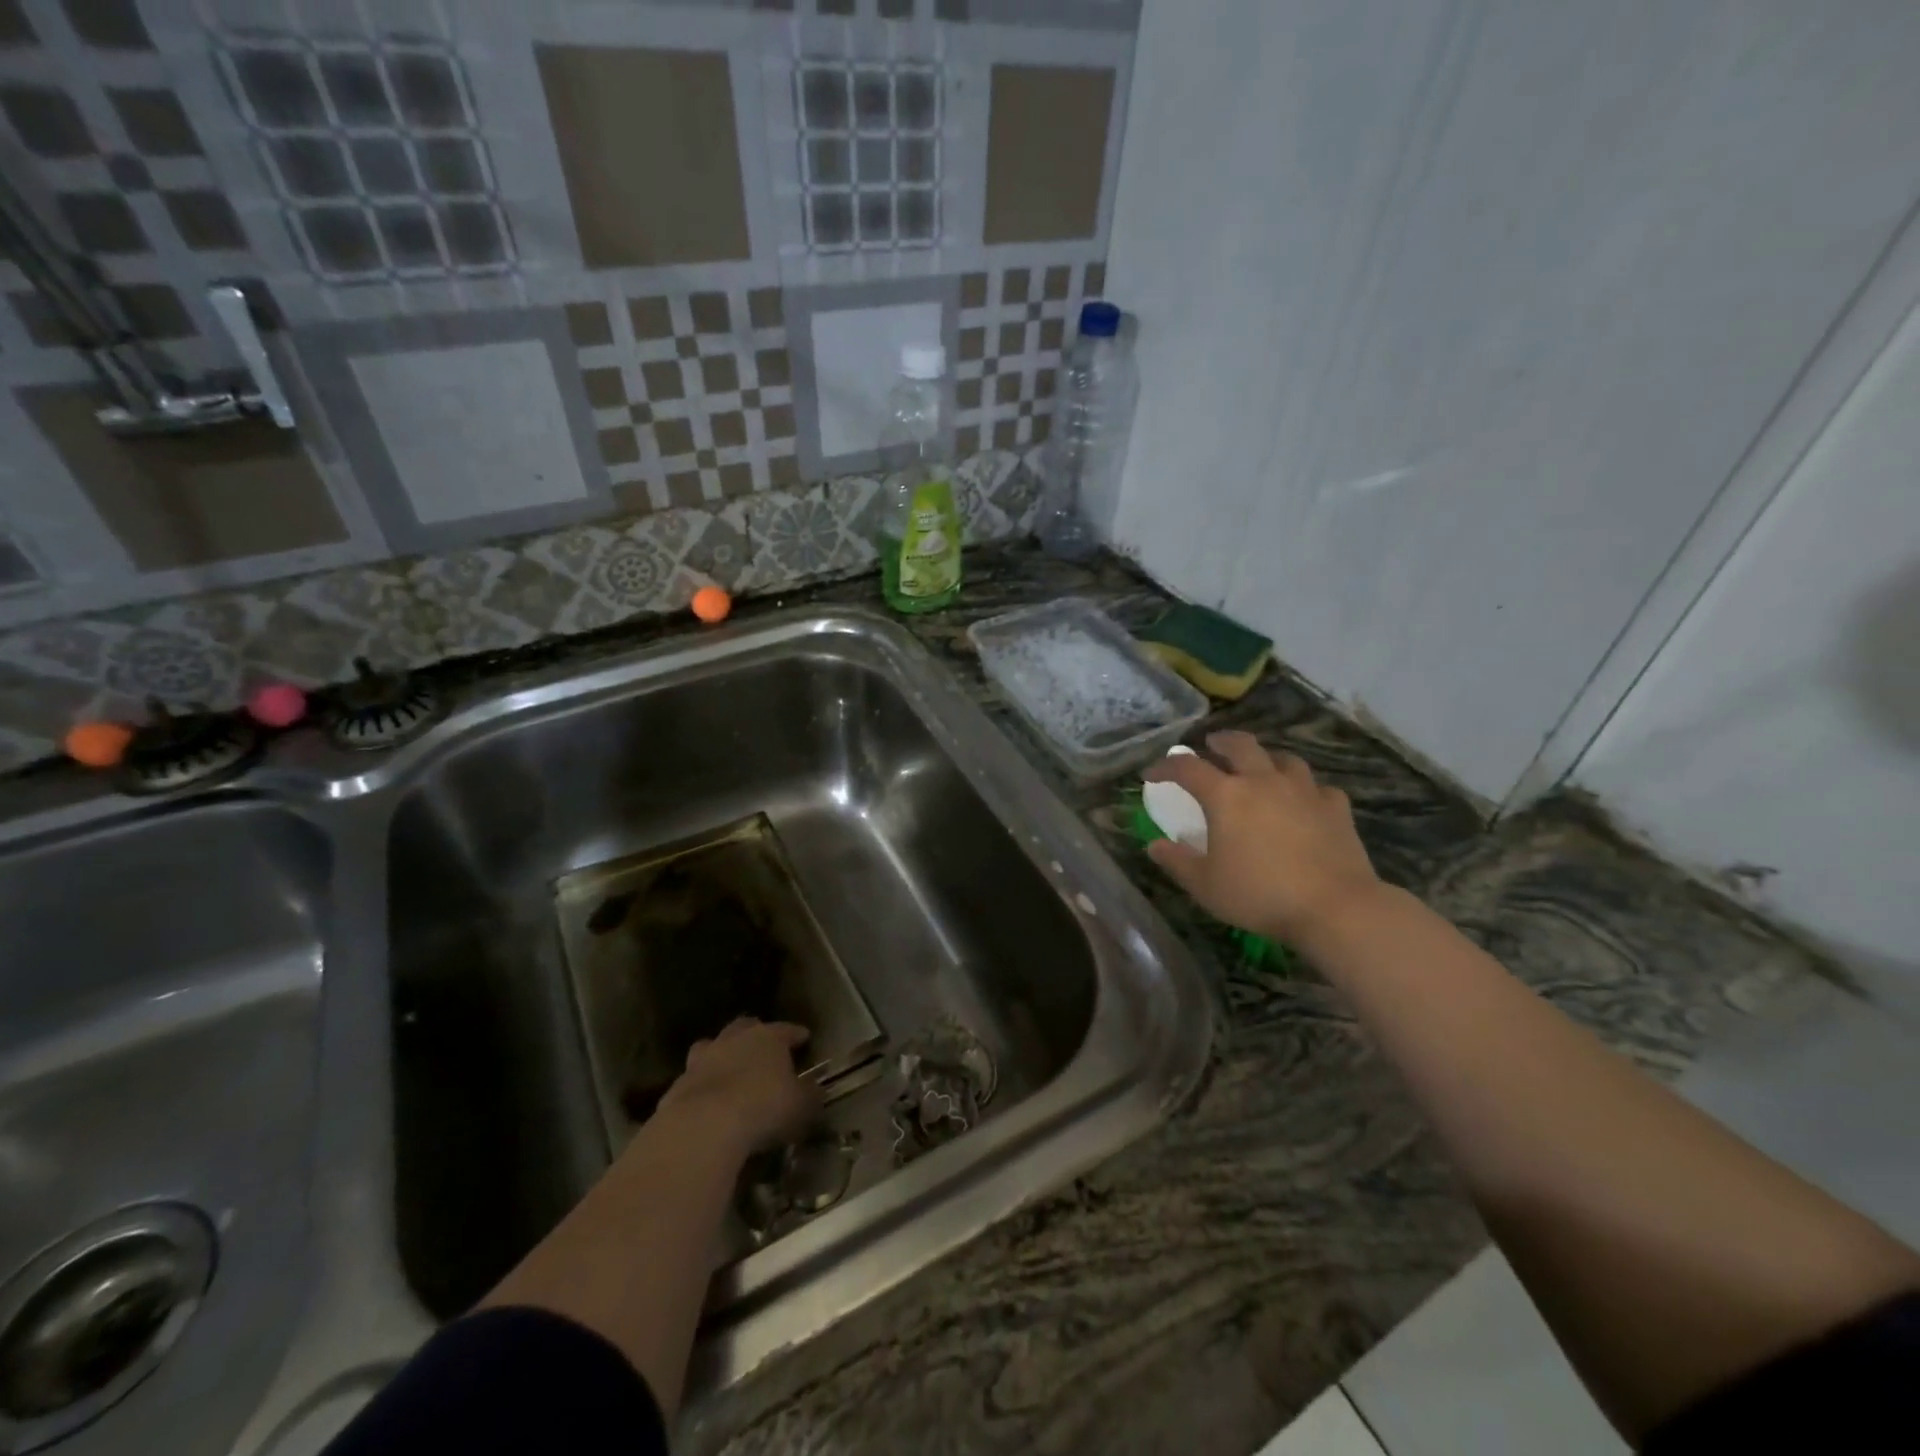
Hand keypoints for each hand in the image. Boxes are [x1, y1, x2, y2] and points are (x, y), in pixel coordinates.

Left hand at [656, 1018, 821, 1153]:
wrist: (703, 1126)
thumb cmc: (763, 1107)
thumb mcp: (800, 1105)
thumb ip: (810, 1095)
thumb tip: (817, 1090)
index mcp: (768, 1037)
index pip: (786, 1029)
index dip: (796, 1034)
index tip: (804, 1038)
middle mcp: (734, 1040)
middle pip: (745, 1027)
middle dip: (755, 1035)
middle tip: (763, 1049)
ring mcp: (702, 1060)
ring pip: (712, 1046)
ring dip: (721, 1054)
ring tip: (729, 1069)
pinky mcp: (678, 1085)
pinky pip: (694, 1079)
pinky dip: (702, 1085)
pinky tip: (707, 1102)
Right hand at [1142, 731, 1381, 943]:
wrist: (1334, 907)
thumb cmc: (1259, 894)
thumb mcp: (1205, 885)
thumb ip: (1177, 861)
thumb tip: (1155, 845)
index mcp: (1226, 796)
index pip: (1188, 768)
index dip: (1166, 766)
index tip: (1152, 773)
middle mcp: (1263, 782)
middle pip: (1240, 745)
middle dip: (1221, 742)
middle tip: (1211, 745)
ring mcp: (1304, 791)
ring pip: (1283, 759)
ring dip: (1265, 758)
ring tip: (1260, 767)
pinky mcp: (1336, 808)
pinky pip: (1318, 787)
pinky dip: (1305, 788)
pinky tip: (1304, 800)